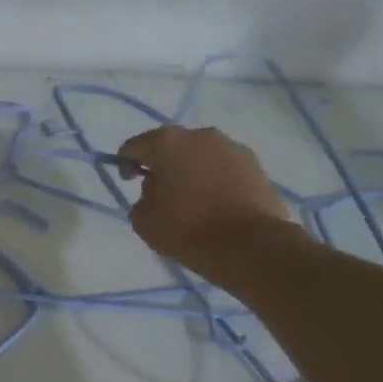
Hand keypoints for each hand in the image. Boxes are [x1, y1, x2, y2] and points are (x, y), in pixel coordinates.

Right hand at [116, 126, 299, 283]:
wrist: (249, 246)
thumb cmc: (186, 229)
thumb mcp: (143, 219)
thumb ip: (143, 196)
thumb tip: (157, 189)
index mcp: (166, 143)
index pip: (134, 146)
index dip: (126, 163)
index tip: (129, 182)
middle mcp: (200, 135)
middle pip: (171, 146)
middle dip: (163, 164)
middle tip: (161, 191)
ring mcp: (233, 148)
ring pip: (201, 155)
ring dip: (192, 170)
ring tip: (193, 200)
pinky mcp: (256, 166)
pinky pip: (225, 169)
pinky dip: (216, 180)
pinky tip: (216, 204)